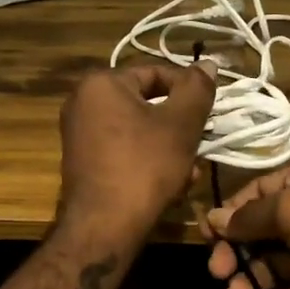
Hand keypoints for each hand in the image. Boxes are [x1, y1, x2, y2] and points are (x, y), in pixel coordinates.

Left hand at [59, 63, 215, 241]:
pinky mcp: (83, 162)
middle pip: (147, 105)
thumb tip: (207, 62)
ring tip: (189, 173)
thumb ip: (197, 89)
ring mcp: (79, 134)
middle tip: (200, 146)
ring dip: (169, 149)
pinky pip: (124, 151)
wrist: (104, 226)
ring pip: (139, 131)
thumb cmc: (145, 166)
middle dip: (179, 127)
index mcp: (101, 83)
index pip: (156, 73)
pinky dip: (147, 162)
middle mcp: (83, 102)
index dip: (189, 91)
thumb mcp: (181, 124)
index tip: (210, 113)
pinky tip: (169, 186)